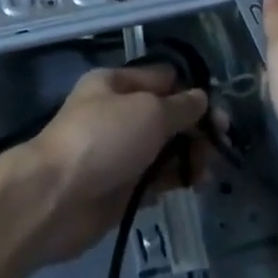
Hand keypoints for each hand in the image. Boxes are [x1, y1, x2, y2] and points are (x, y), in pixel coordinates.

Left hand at [17, 64, 208, 264]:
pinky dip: (174, 181)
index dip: (192, 91)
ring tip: (209, 172)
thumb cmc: (103, 139)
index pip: (163, 78)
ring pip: (163, 149)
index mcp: (115, 83)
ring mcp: (118, 152)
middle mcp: (117, 114)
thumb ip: (180, 107)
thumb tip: (201, 99)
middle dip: (194, 128)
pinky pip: (155, 179)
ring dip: (188, 157)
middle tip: (222, 145)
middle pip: (165, 115)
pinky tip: (194, 186)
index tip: (219, 111)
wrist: (56, 198)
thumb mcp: (148, 111)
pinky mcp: (120, 188)